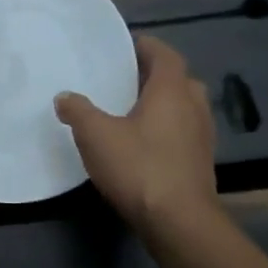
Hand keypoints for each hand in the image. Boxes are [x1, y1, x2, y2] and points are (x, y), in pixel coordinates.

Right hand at [55, 35, 219, 234]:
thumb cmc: (138, 167)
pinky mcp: (201, 163)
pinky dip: (168, 128)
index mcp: (171, 92)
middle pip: (180, 80)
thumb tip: (65, 97)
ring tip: (134, 110)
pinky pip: (185, 132)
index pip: (165, 56)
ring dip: (165, 103)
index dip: (148, 47)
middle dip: (156, 76)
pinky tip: (145, 142)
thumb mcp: (96, 135)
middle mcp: (194, 107)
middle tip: (128, 79)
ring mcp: (202, 137)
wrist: (178, 221)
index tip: (128, 45)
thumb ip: (78, 111)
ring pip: (185, 107)